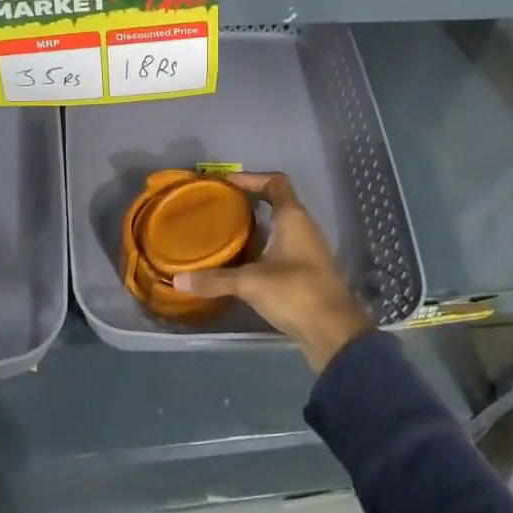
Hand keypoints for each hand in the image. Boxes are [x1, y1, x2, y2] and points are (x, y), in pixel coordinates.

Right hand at [174, 172, 373, 372]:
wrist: (334, 333)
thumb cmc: (296, 293)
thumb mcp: (251, 284)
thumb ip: (215, 280)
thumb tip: (178, 280)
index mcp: (294, 218)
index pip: (276, 183)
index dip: (252, 178)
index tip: (227, 183)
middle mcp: (304, 228)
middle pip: (277, 202)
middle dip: (249, 201)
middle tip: (220, 205)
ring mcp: (308, 251)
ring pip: (280, 226)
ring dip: (256, 225)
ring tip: (225, 230)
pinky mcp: (306, 272)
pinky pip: (282, 247)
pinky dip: (262, 247)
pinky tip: (242, 260)